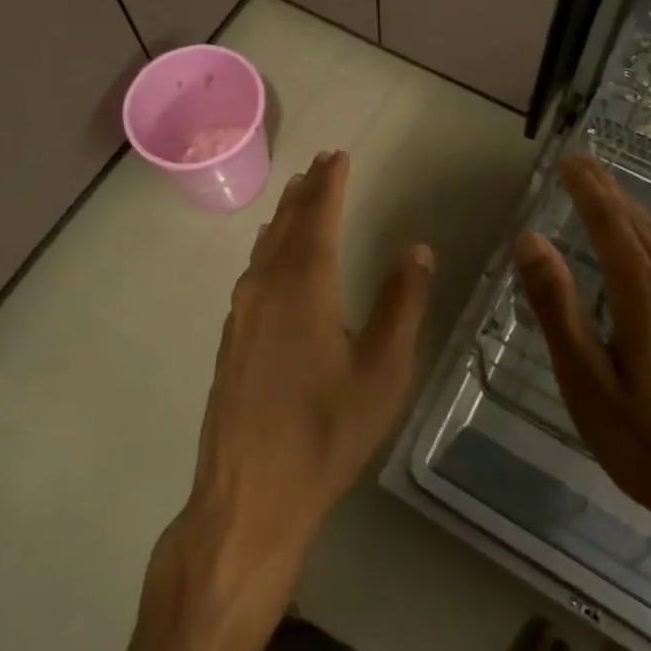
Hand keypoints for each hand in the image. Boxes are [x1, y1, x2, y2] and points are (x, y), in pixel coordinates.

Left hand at [178, 151, 433, 602]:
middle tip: (321, 163)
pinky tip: (274, 256)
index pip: (317, 215)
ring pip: (266, 246)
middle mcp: (266, 286)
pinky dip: (271, 247)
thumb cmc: (325, 433)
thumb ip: (401, 304)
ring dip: (285, 217)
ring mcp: (242, 312)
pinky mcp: (232, 337)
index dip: (330, 182)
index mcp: (303, 285)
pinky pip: (254, 271)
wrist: (249, 495)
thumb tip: (418, 249)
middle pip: (286, 224)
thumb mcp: (382, 371)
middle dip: (305, 191)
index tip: (338, 155)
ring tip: (299, 196)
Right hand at [514, 156, 650, 558]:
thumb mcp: (587, 381)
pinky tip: (638, 248)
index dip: (588, 189)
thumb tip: (530, 240)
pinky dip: (644, 237)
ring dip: (628, 210)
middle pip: (638, 225)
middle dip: (607, 190)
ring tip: (603, 191)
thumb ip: (558, 307)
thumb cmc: (649, 446)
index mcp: (645, 297)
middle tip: (581, 162)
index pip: (612, 225)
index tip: (568, 160)